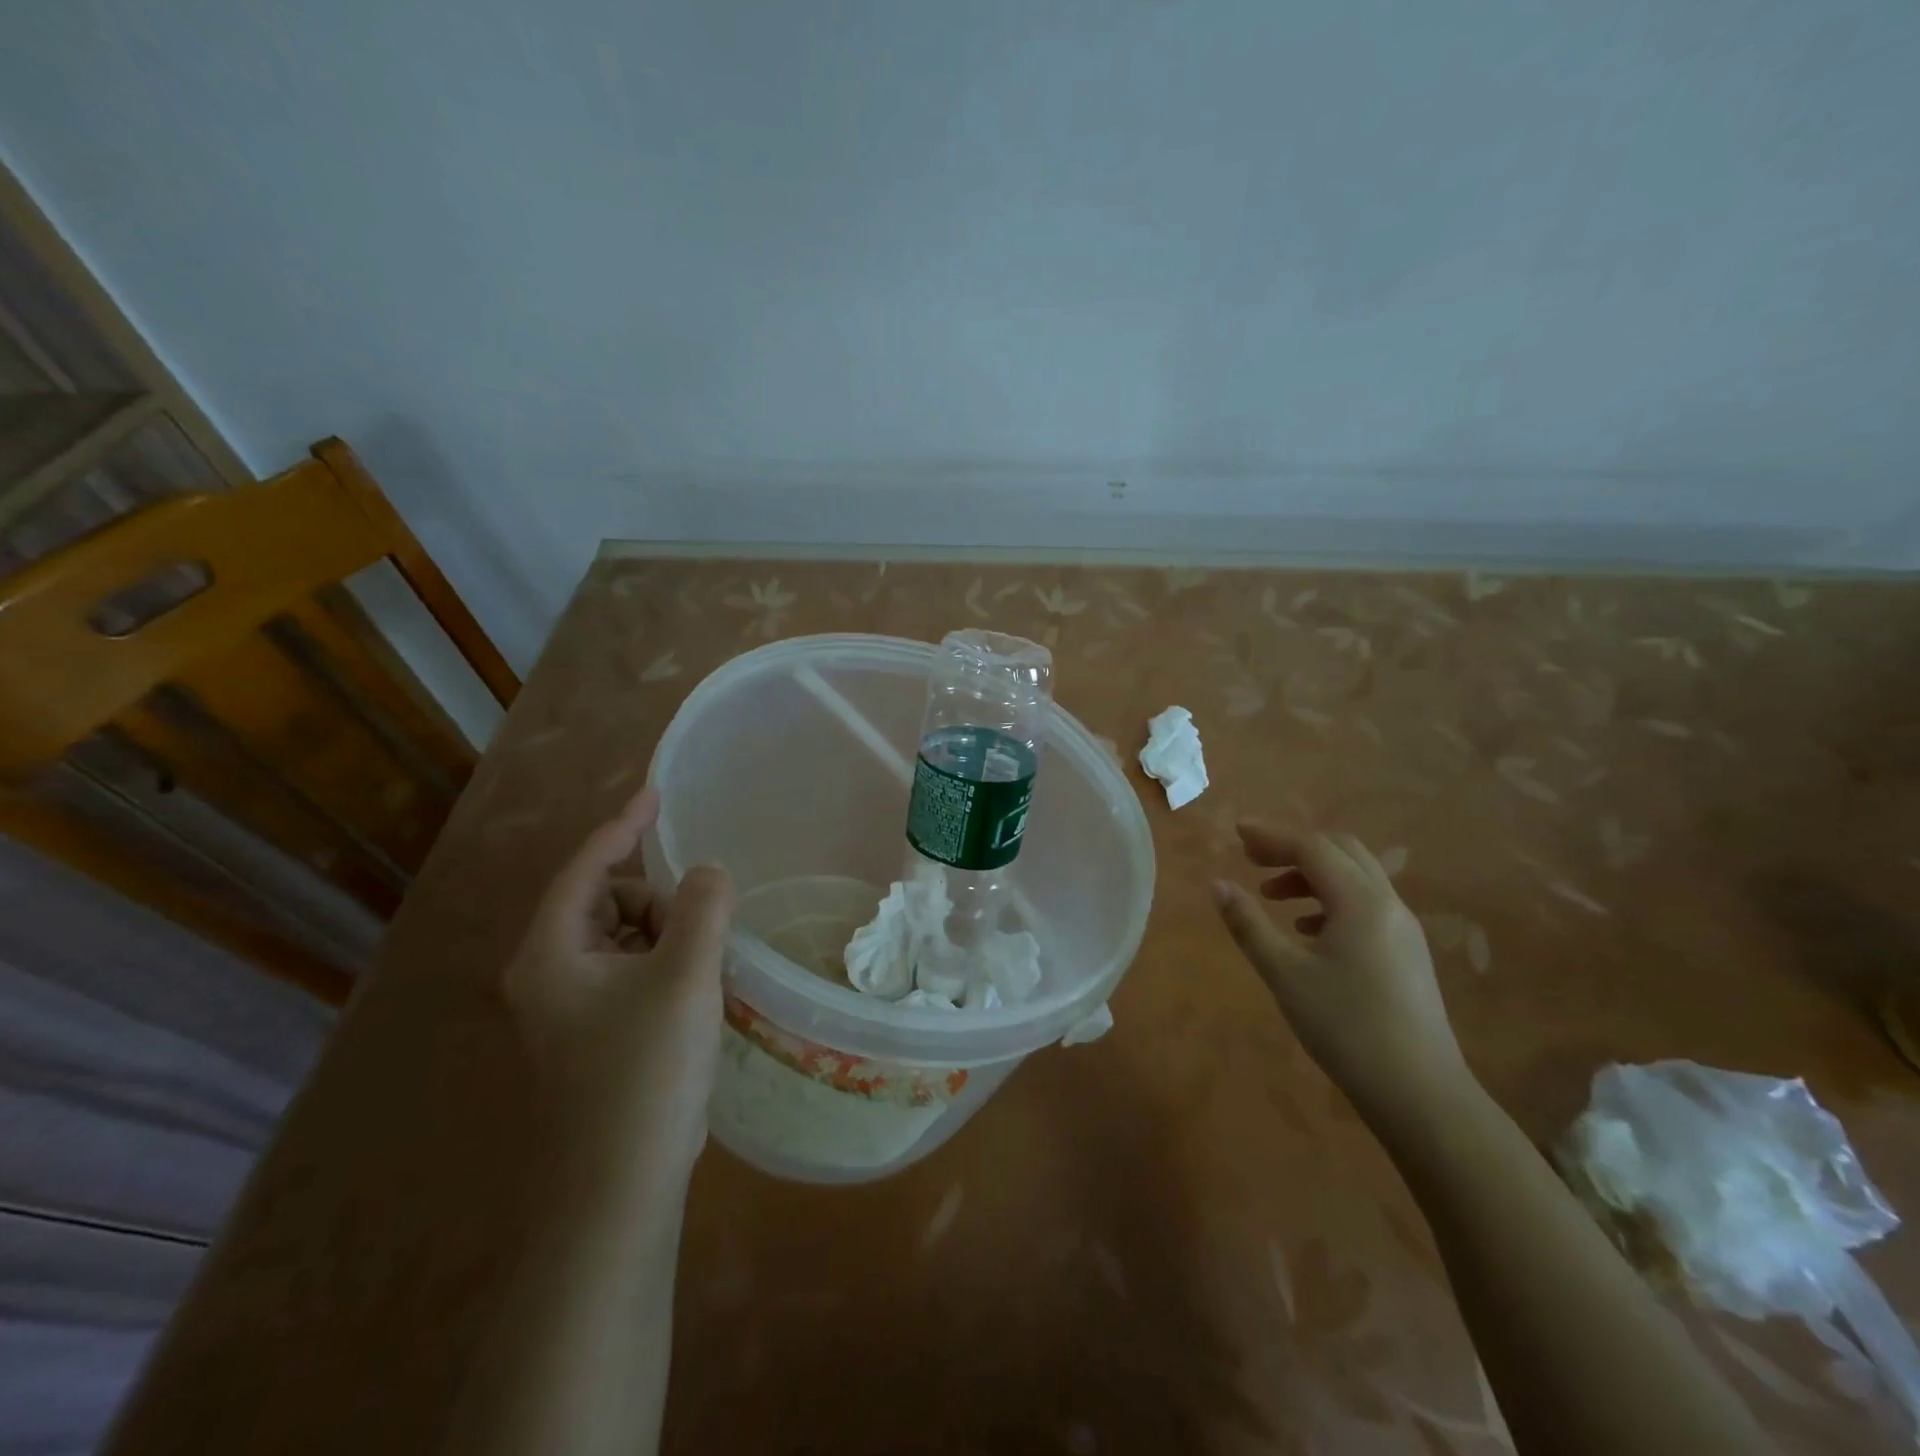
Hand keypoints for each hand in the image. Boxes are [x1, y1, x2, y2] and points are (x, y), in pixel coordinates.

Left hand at [503, 787, 734, 1194]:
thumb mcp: (685, 977)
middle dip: (657, 903)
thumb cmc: (645, 1073)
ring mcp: (569, 1007)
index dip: (623, 825)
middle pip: (608, 901)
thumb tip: (708, 872)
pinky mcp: (593, 1032)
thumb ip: (702, 908)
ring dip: (666, 937)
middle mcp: (549, 973)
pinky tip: (691, 997)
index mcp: (552, 953)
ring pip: (624, 936)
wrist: (620, 1188)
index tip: (656, 794)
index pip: (586, 867)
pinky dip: (663, 965)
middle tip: (695, 940)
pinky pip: (631, 969)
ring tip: (697, 974)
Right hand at [1213, 824, 1470, 1122]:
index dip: (1272, 836)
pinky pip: (1366, 904)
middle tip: (1253, 860)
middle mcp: (1388, 904)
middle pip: (1340, 851)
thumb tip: (1217, 885)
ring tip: (1272, 897)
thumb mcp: (1285, 974)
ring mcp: (1403, 929)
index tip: (1236, 833)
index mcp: (1360, 902)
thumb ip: (1248, 924)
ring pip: (1355, 877)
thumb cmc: (1346, 1028)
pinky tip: (1307, 930)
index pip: (1313, 848)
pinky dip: (1331, 900)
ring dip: (1312, 875)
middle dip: (1294, 848)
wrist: (1421, 1094)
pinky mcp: (1407, 953)